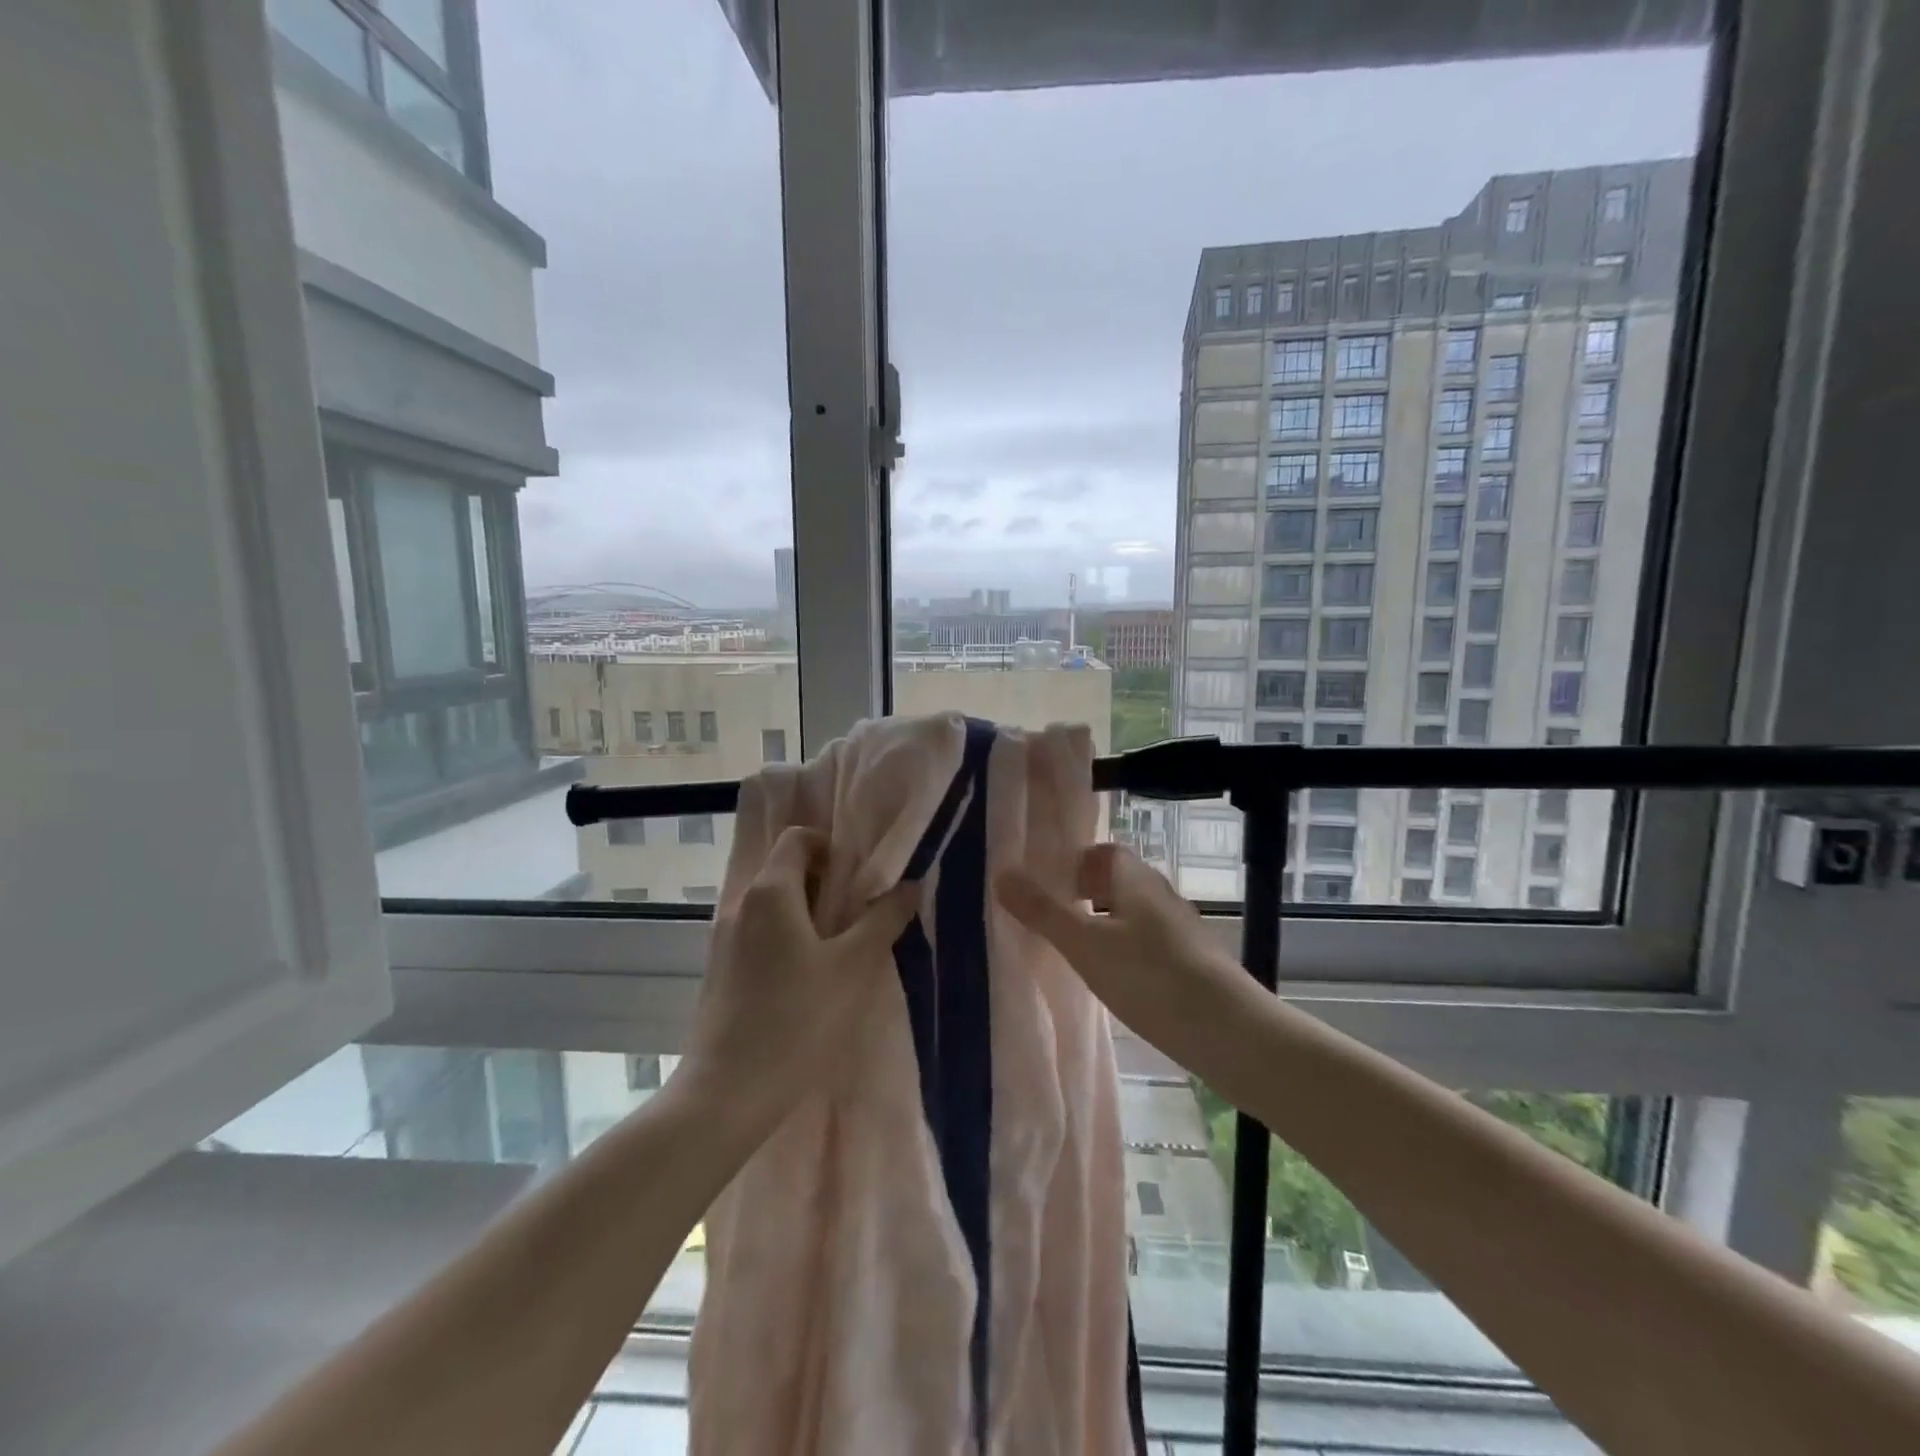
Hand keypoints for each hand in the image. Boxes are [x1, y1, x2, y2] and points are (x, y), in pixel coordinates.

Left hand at [678, 827, 919, 1132]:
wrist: (726, 1094)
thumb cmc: (796, 1020)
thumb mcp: (853, 967)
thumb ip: (883, 919)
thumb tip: (909, 884)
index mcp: (770, 891)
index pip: (799, 838)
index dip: (833, 847)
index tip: (862, 879)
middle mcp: (740, 905)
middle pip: (787, 870)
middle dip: (827, 884)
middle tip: (861, 915)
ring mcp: (724, 939)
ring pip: (775, 906)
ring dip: (810, 915)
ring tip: (842, 950)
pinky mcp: (720, 971)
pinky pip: (761, 935)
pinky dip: (788, 939)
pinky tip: (809, 980)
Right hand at [995, 844, 1257, 1077]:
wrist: (1229, 1031)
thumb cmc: (1150, 977)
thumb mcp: (1085, 945)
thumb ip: (1043, 910)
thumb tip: (1001, 871)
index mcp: (1136, 879)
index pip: (1104, 852)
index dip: (1075, 864)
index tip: (1048, 888)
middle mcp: (1161, 895)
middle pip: (1118, 882)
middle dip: (1085, 895)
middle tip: (1055, 921)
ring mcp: (1181, 929)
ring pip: (1134, 914)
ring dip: (1106, 925)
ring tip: (1078, 954)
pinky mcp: (1192, 962)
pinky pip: (1149, 942)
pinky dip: (1127, 951)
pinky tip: (1116, 982)